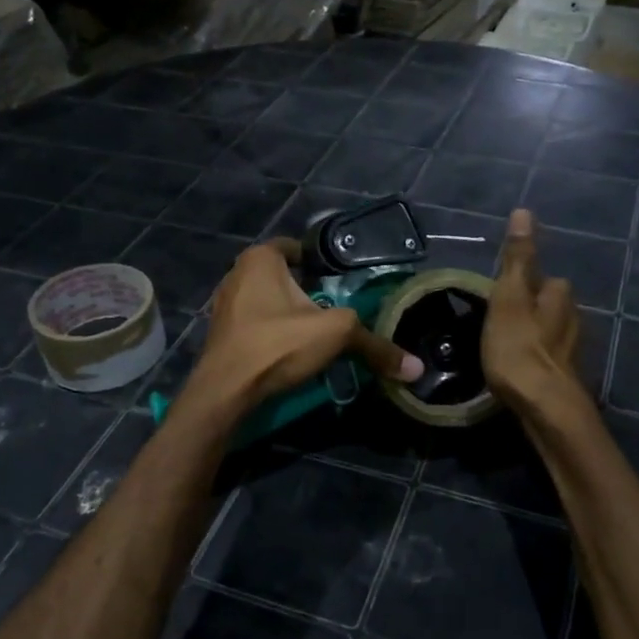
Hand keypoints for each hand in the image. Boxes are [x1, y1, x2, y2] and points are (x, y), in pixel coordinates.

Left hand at [183, 239, 421, 419]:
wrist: (225, 391)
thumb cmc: (278, 344)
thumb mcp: (335, 335)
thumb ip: (374, 345)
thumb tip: (416, 368)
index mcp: (260, 259)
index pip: (297, 247)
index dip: (321, 260)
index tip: (342, 279)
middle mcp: (237, 274)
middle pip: (282, 275)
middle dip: (307, 290)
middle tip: (335, 307)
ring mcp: (224, 306)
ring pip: (267, 301)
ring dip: (289, 313)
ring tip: (316, 332)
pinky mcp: (221, 334)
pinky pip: (255, 324)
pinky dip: (273, 332)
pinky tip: (290, 350)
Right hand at [482, 209, 580, 413]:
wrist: (544, 408)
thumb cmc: (519, 348)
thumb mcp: (510, 297)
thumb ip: (517, 258)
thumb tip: (524, 211)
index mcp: (560, 296)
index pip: (546, 279)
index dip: (523, 284)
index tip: (499, 295)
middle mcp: (574, 319)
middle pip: (550, 306)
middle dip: (530, 310)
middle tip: (497, 321)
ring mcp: (572, 352)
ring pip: (549, 333)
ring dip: (532, 335)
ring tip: (503, 345)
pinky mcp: (565, 378)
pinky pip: (546, 358)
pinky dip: (534, 358)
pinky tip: (518, 369)